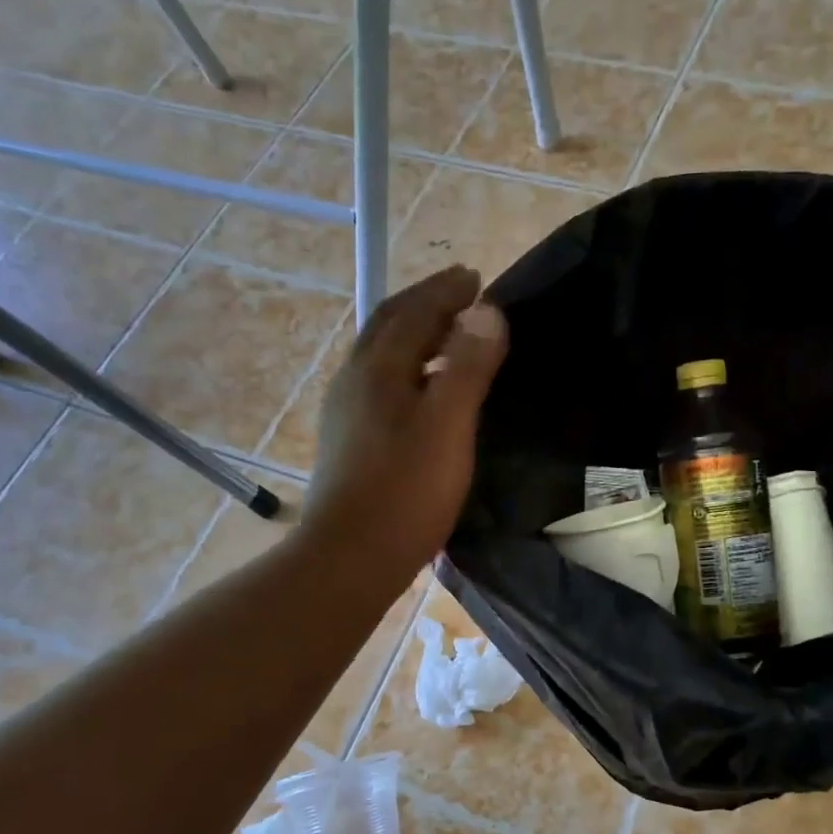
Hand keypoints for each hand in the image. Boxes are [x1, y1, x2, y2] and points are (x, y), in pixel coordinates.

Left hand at [300, 265, 507, 583]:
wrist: (350, 556)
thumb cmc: (405, 491)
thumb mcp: (447, 425)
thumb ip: (467, 366)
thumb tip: (487, 312)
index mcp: (378, 368)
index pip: (413, 311)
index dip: (445, 291)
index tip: (474, 276)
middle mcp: (354, 380)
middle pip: (388, 325)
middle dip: (424, 303)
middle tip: (459, 294)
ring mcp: (345, 412)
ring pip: (380, 356)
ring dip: (412, 335)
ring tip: (445, 336)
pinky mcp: (346, 442)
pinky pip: (378, 384)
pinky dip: (404, 368)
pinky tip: (419, 392)